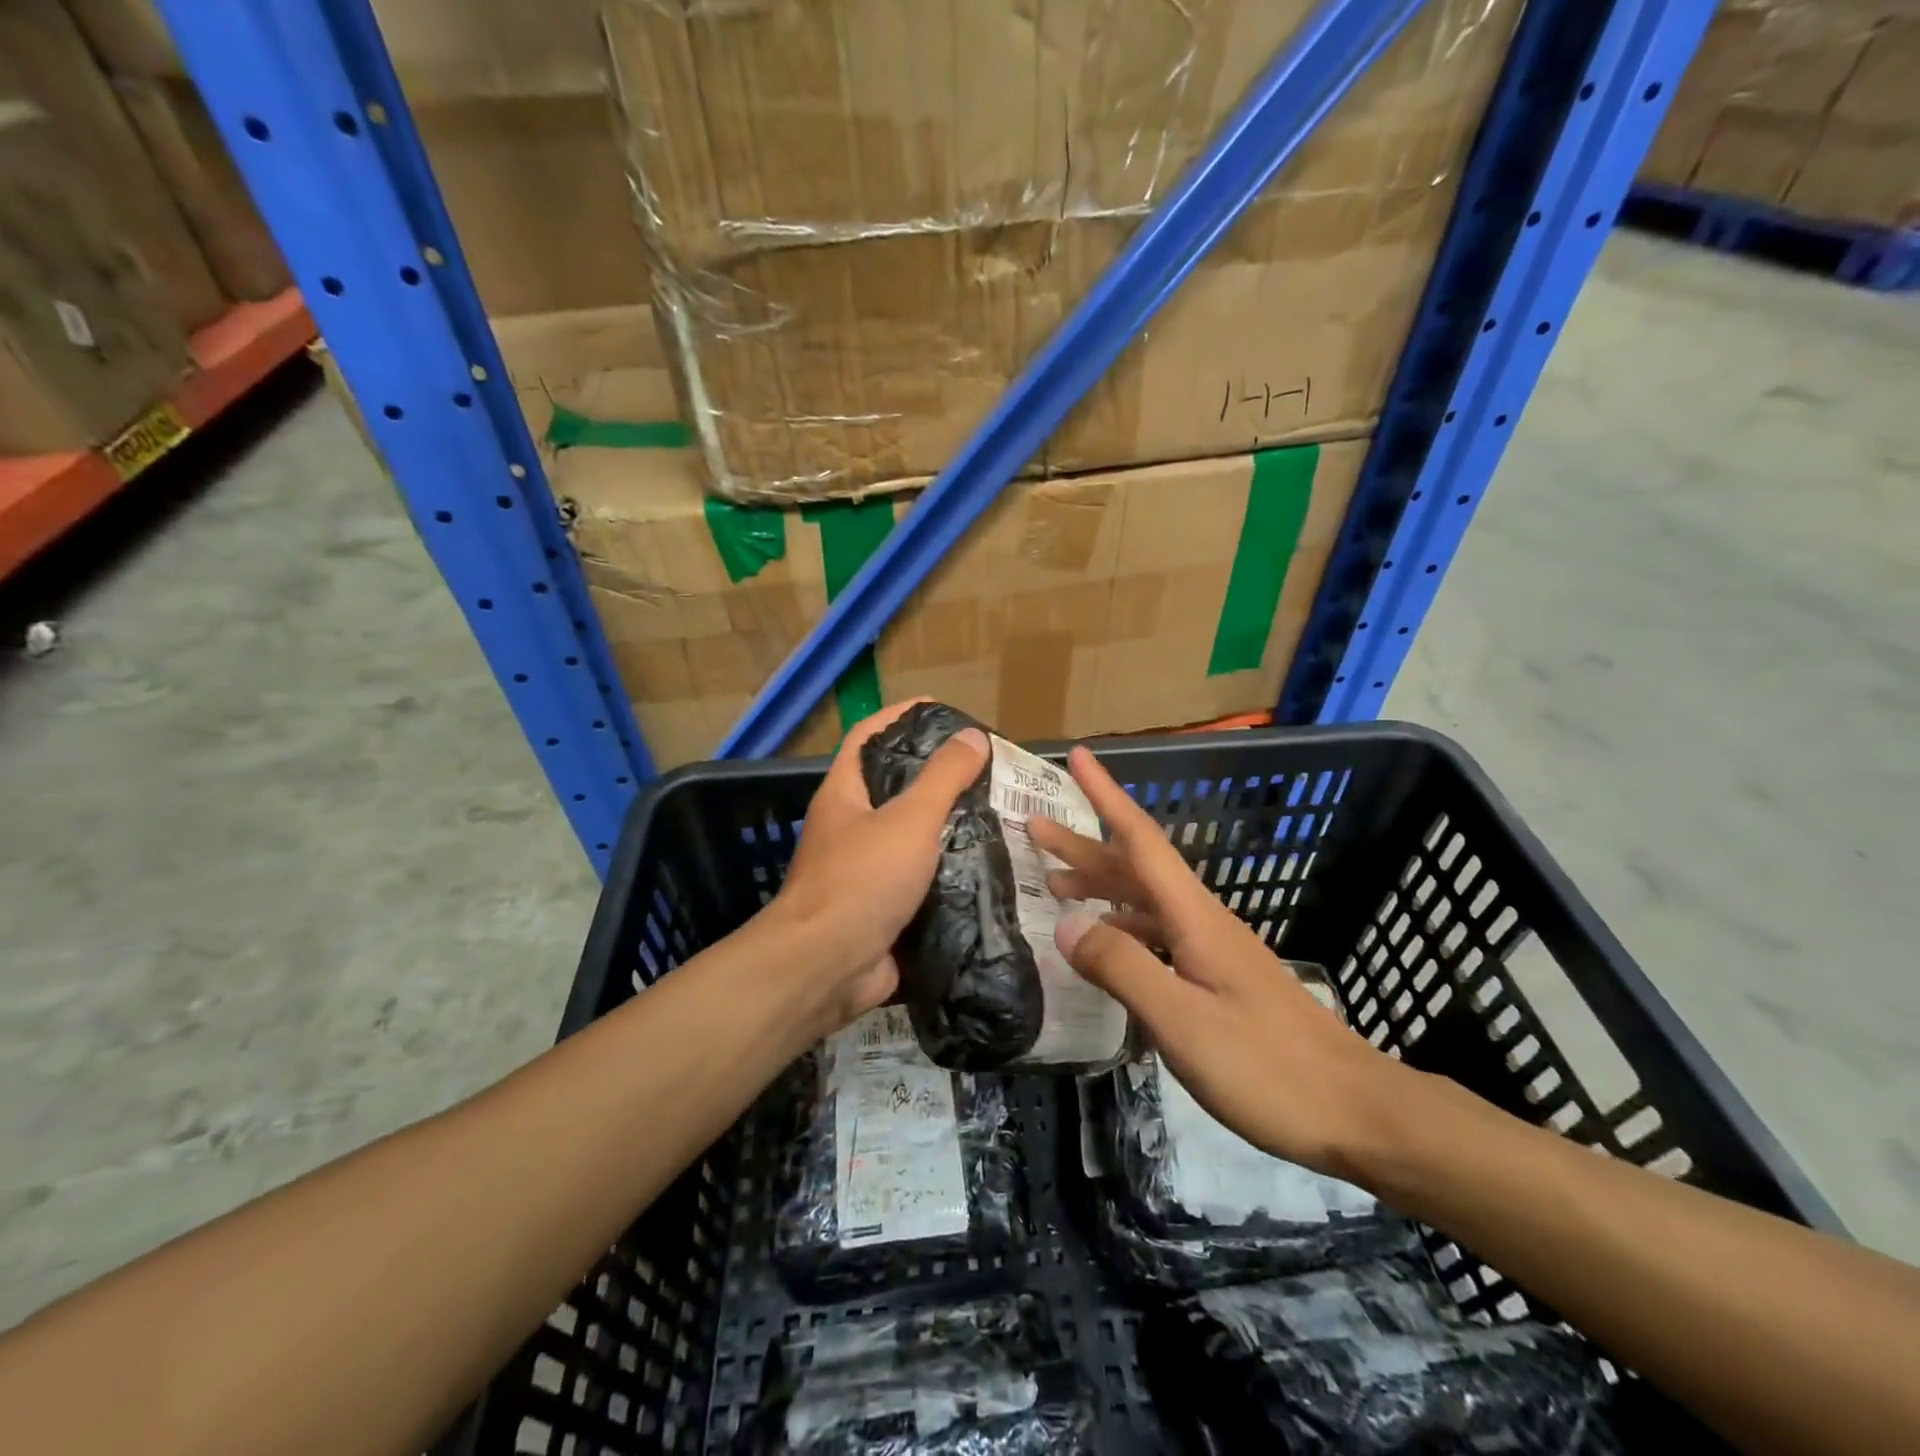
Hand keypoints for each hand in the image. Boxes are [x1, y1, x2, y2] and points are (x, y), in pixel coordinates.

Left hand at [766, 700, 988, 1032]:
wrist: (826, 967)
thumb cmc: (861, 880)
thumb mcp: (908, 819)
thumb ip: (943, 778)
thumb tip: (973, 736)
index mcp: (845, 794)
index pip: (868, 736)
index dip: (900, 716)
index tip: (943, 710)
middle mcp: (850, 827)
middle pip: (894, 786)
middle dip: (936, 774)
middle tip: (985, 768)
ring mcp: (865, 870)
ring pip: (912, 835)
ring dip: (948, 825)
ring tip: (997, 813)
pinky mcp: (883, 907)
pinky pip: (921, 879)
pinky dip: (950, 871)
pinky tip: (988, 866)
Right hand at [1028, 746, 1409, 1179]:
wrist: (1356, 1112)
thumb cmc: (1268, 1066)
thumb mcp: (1183, 1022)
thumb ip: (1123, 969)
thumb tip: (1066, 924)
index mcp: (1194, 917)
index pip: (1141, 840)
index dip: (1106, 796)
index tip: (1079, 757)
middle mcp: (1201, 921)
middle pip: (1136, 867)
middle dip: (1084, 844)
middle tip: (1034, 828)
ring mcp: (1212, 950)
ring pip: (1144, 901)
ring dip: (1099, 886)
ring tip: (1052, 886)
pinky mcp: (1217, 980)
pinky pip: (1156, 935)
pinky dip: (1120, 928)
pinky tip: (1104, 947)